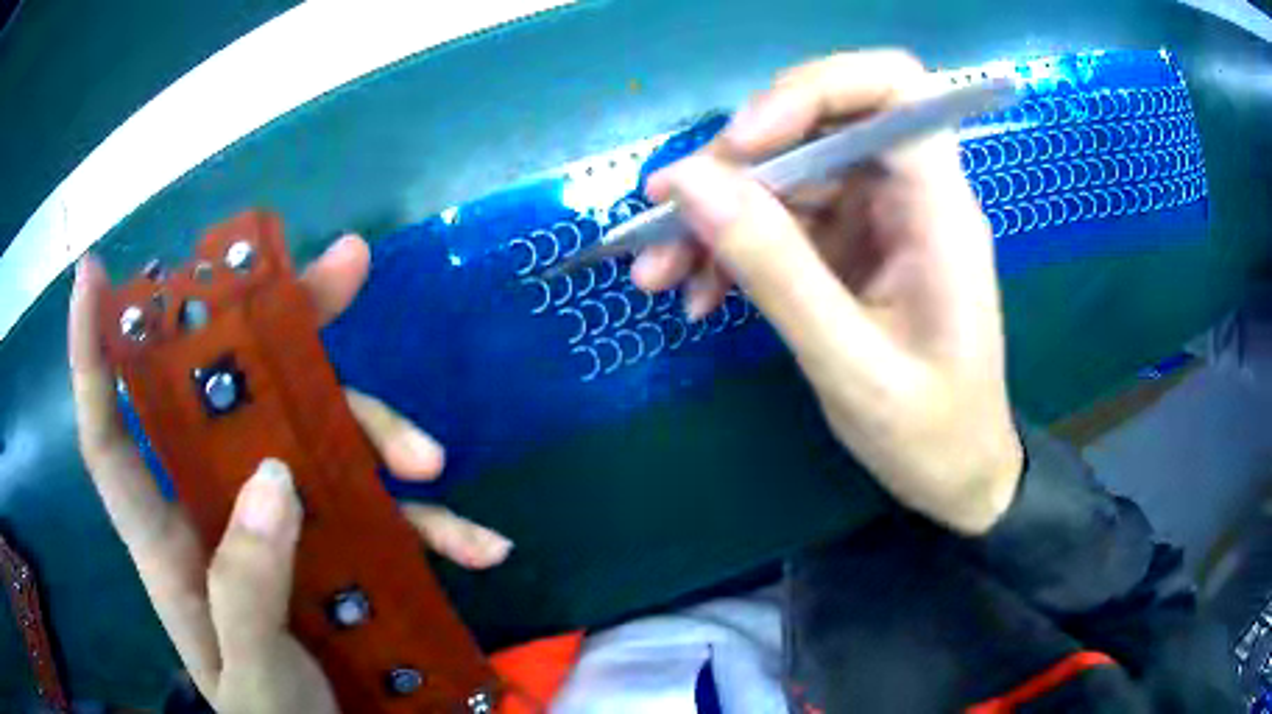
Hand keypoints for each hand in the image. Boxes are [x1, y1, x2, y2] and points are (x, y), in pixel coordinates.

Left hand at [68, 236, 510, 707]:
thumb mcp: (253, 677)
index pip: (112, 441)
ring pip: (316, 440)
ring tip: (429, 464)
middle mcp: (220, 513)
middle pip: (233, 398)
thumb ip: (247, 590)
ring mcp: (282, 524)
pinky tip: (479, 546)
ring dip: (376, 434)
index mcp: (172, 547)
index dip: (92, 359)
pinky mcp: (336, 545)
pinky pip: (381, 517)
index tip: (93, 277)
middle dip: (274, 326)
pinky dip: (430, 527)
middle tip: (340, 267)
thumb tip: (274, 478)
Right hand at [633, 51, 1022, 534]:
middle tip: (668, 215)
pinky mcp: (849, 247)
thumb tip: (689, 184)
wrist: (955, 475)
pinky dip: (732, 248)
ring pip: (786, 175)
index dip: (812, 90)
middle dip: (736, 163)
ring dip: (716, 214)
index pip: (892, 87)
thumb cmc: (929, 433)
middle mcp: (910, 194)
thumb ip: (775, 270)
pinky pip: (781, 221)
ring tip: (659, 272)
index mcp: (939, 208)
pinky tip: (699, 294)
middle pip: (819, 125)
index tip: (743, 142)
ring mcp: (877, 218)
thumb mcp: (850, 365)